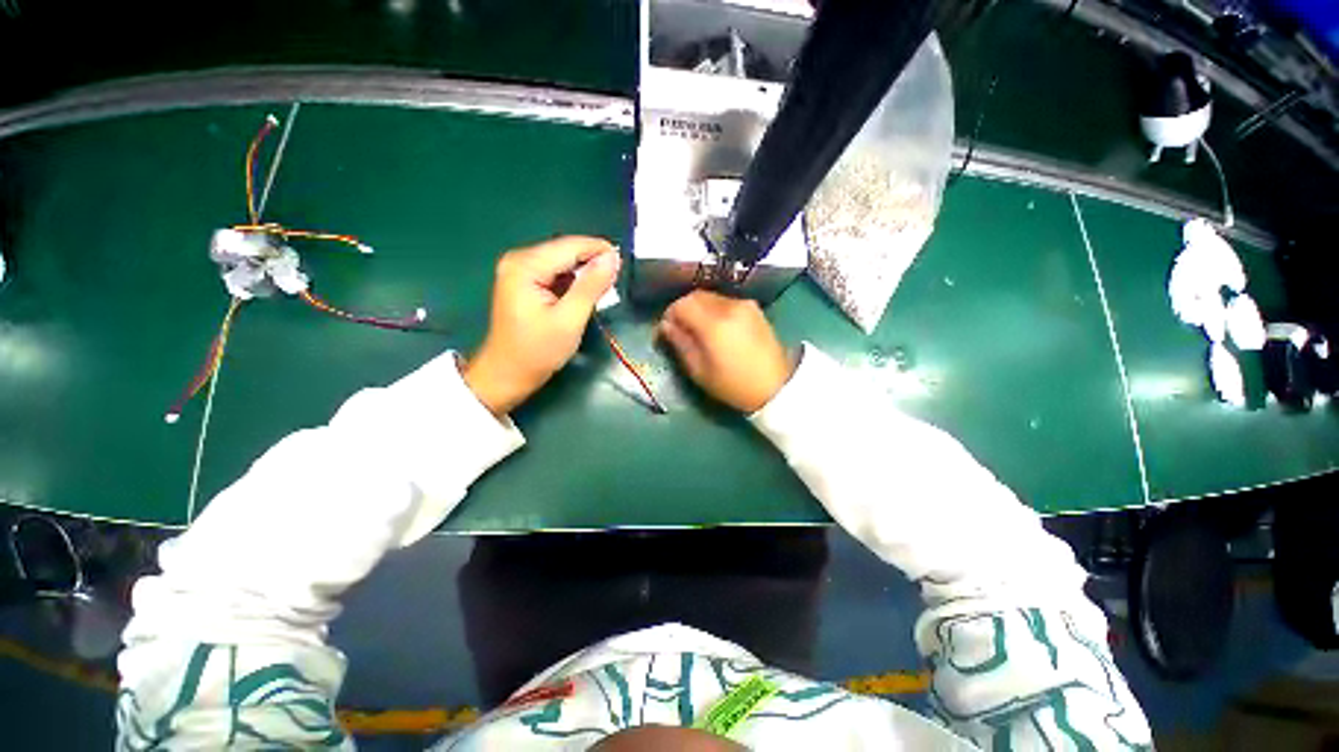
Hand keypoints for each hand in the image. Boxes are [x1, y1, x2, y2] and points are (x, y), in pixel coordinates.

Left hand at [464, 236, 620, 415]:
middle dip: (592, 262)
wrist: (507, 374)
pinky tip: (585, 294)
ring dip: (584, 272)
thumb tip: (613, 258)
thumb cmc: (537, 351)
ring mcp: (519, 270)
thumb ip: (591, 286)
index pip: (569, 246)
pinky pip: (555, 273)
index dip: (599, 250)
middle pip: (565, 250)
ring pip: (562, 261)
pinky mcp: (524, 282)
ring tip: (604, 289)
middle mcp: (519, 259)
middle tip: (616, 280)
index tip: (624, 262)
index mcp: (525, 265)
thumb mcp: (569, 320)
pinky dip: (573, 281)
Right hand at [658, 290, 796, 412]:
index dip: (668, 315)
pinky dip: (714, 309)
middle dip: (682, 309)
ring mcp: (744, 305)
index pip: (681, 304)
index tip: (664, 331)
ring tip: (696, 329)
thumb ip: (680, 343)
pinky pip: (726, 301)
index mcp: (714, 324)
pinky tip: (715, 328)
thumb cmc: (734, 385)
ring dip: (698, 308)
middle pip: (696, 296)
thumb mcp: (700, 371)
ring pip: (711, 296)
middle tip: (678, 329)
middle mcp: (729, 306)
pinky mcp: (754, 308)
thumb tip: (665, 326)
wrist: (776, 386)